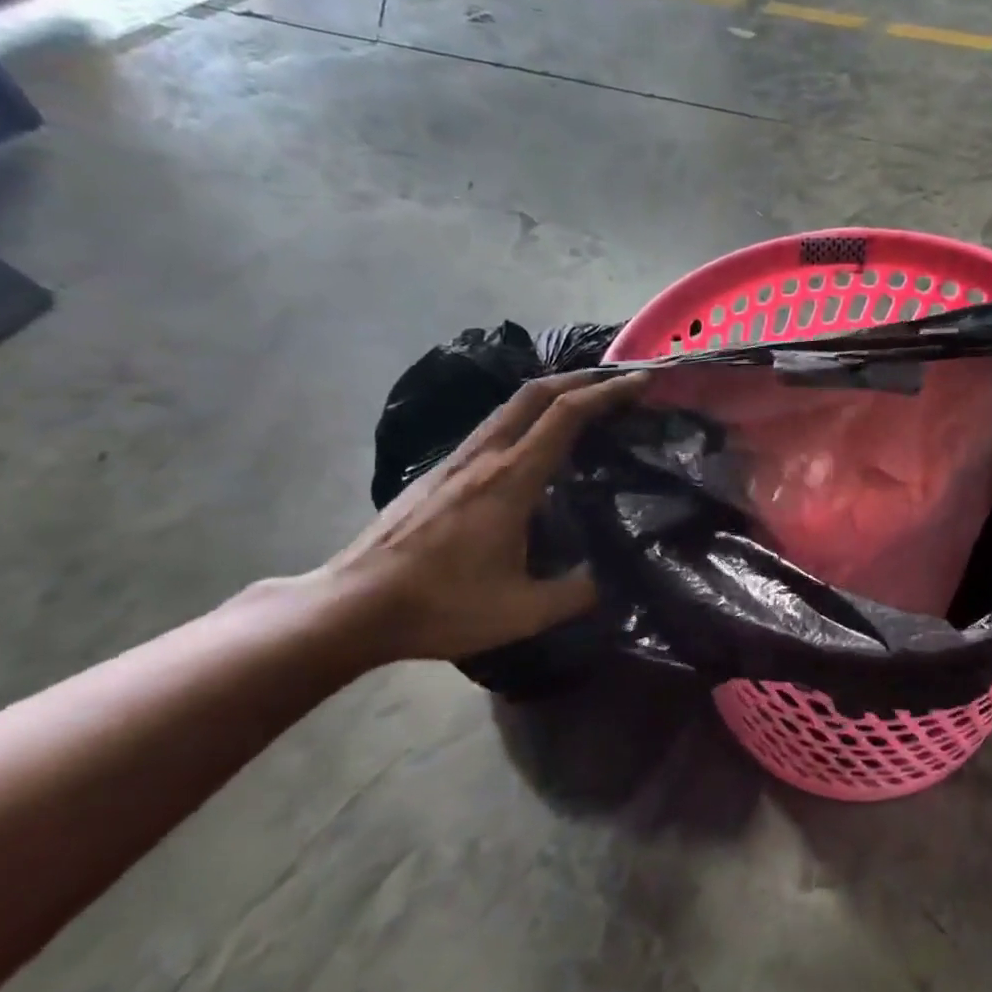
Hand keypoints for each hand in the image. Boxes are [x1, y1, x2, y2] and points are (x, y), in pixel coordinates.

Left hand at [317, 371, 646, 663]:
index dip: (607, 392)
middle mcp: (482, 457)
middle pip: (535, 393)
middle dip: (582, 379)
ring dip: (552, 395)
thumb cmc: (440, 606)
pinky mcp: (436, 474)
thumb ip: (576, 592)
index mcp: (510, 480)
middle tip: (618, 383)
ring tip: (584, 407)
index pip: (565, 415)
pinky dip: (526, 419)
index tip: (642, 381)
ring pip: (509, 407)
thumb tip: (606, 578)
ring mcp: (454, 462)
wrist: (350, 608)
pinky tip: (534, 447)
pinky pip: (492, 428)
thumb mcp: (522, 612)